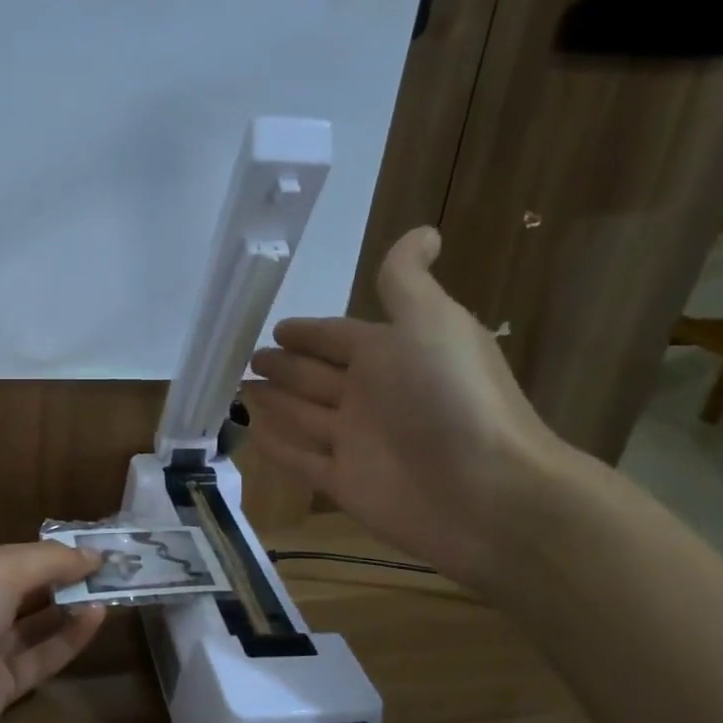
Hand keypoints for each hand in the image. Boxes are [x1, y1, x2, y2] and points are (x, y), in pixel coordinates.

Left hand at [0, 542, 107, 722]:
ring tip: (110, 591)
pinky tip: (98, 618)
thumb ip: (48, 561)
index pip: (10, 557)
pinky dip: (69, 638)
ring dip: (70, 606)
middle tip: (110, 570)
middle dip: (63, 578)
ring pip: (34, 624)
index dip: (50, 552)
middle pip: (23, 590)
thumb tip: (92, 555)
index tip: (92, 548)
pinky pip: (41, 656)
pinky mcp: (1, 686)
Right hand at [242, 226, 568, 586]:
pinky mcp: (343, 483)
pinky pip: (301, 460)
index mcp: (390, 354)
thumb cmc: (452, 397)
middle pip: (316, 376)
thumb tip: (423, 231)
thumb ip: (407, 282)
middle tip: (246, 358)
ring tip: (238, 390)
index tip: (274, 327)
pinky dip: (277, 448)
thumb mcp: (430, 323)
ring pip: (304, 415)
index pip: (338, 337)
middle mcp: (371, 395)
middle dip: (284, 366)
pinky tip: (251, 434)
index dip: (308, 332)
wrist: (484, 491)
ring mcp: (356, 441)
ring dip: (274, 402)